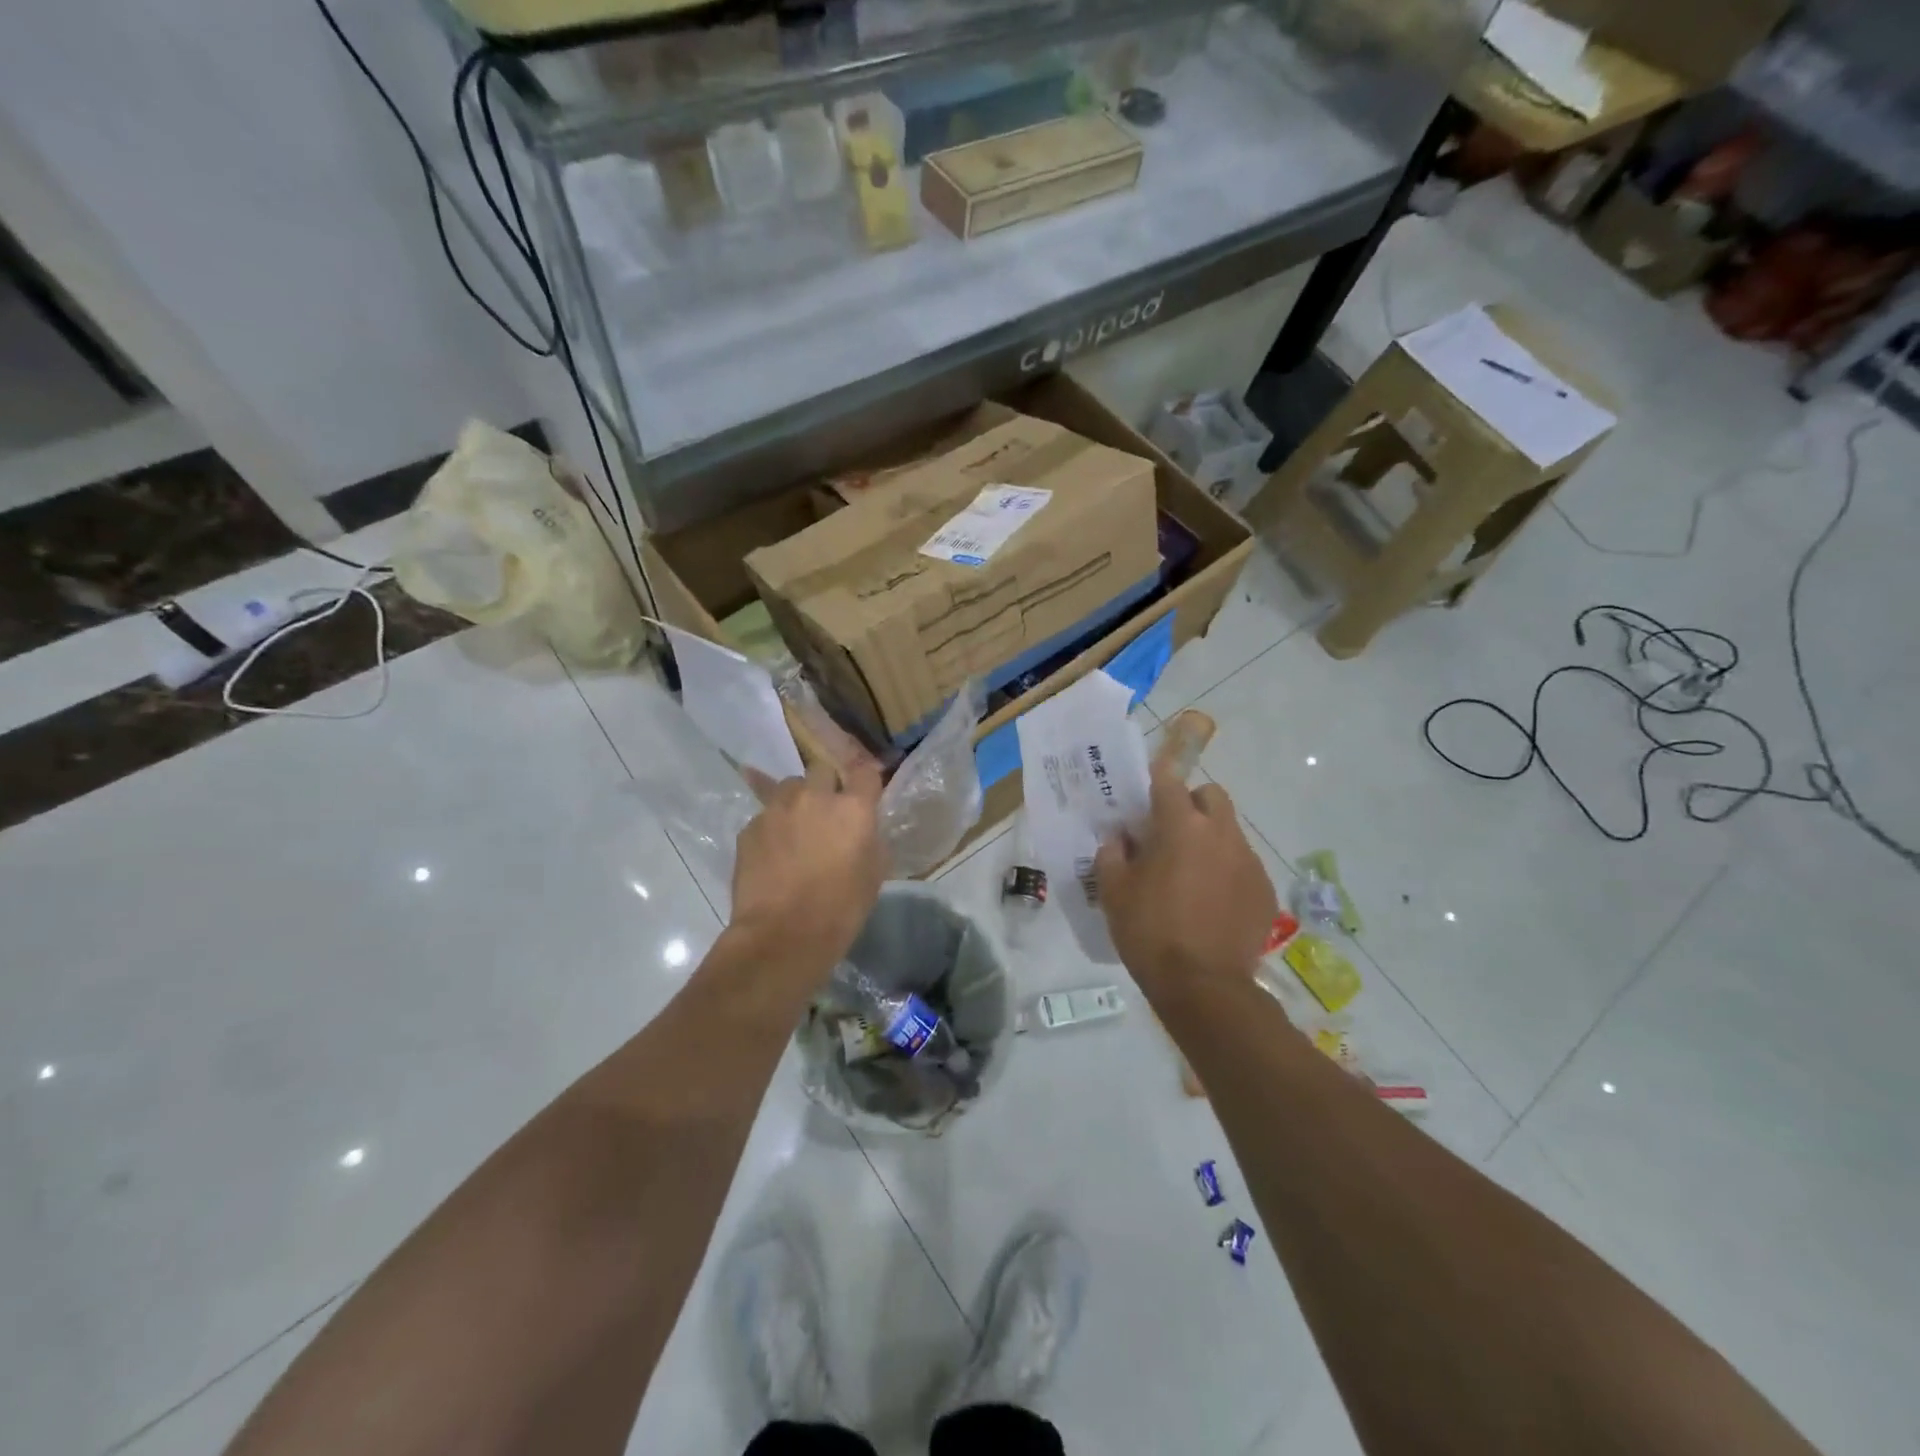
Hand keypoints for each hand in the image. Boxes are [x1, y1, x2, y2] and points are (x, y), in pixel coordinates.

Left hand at [732, 760, 886, 966]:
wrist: (783, 935)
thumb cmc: (840, 909)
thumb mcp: (874, 873)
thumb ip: (870, 839)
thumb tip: (863, 829)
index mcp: (853, 808)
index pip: (865, 772)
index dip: (865, 781)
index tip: (864, 793)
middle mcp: (814, 797)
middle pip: (821, 769)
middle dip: (826, 784)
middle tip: (827, 811)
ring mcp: (777, 809)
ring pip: (789, 787)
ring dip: (797, 800)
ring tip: (796, 828)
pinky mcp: (749, 828)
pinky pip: (765, 815)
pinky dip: (773, 827)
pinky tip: (773, 853)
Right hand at [1095, 766, 1276, 1001]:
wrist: (1203, 986)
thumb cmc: (1150, 932)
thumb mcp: (1114, 892)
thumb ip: (1112, 855)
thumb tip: (1121, 840)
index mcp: (1181, 827)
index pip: (1169, 782)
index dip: (1157, 780)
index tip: (1147, 790)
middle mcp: (1221, 834)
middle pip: (1211, 796)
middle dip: (1192, 803)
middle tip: (1172, 831)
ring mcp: (1248, 862)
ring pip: (1230, 831)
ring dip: (1210, 839)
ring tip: (1192, 873)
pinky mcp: (1265, 890)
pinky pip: (1243, 865)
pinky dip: (1227, 871)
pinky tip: (1212, 901)